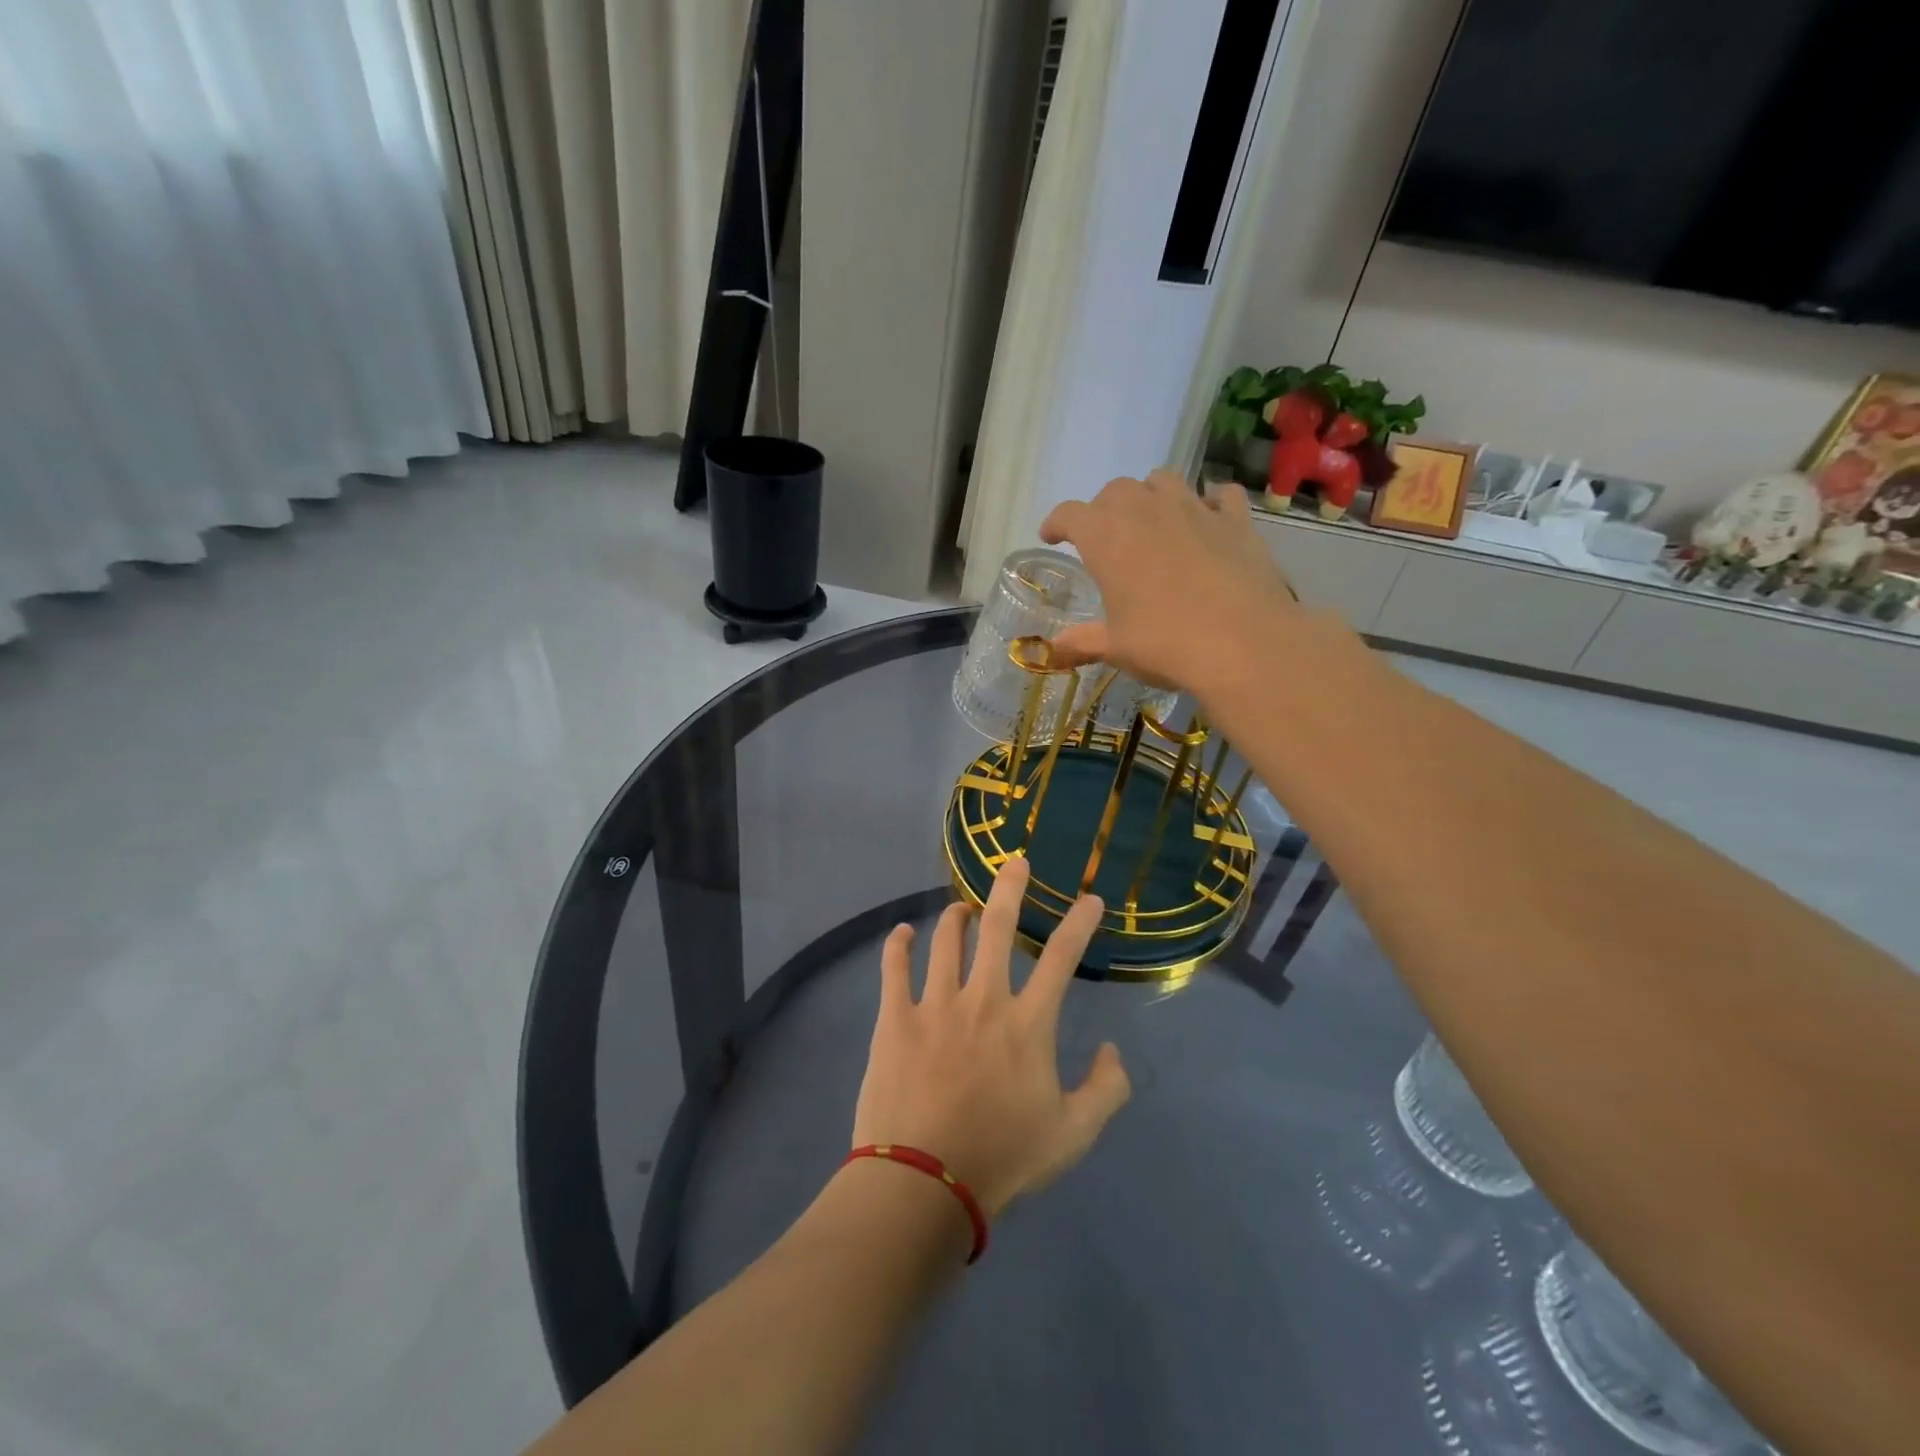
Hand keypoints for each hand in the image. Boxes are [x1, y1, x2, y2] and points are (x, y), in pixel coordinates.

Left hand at [852, 859, 1130, 1218]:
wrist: (924, 1183)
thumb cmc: (1003, 1157)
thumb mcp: (1072, 1135)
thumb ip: (1105, 1090)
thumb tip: (1111, 1050)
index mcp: (1027, 1022)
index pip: (1061, 957)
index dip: (1079, 923)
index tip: (1090, 898)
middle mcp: (983, 998)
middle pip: (997, 926)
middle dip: (1009, 888)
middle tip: (1014, 862)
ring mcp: (935, 1003)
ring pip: (946, 940)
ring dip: (955, 917)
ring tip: (961, 907)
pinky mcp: (895, 1018)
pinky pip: (893, 967)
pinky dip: (898, 944)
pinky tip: (902, 932)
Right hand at [1039, 470, 1296, 695]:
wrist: (1242, 643)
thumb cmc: (1164, 644)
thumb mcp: (1116, 647)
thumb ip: (1083, 641)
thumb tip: (1054, 647)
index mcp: (1107, 538)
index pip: (1069, 515)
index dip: (1056, 523)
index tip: (1051, 536)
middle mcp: (1146, 511)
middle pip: (1115, 490)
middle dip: (1104, 508)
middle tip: (1105, 537)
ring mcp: (1194, 509)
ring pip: (1163, 480)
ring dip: (1150, 495)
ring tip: (1152, 520)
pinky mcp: (1235, 520)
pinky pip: (1220, 494)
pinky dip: (1209, 502)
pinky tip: (1208, 520)